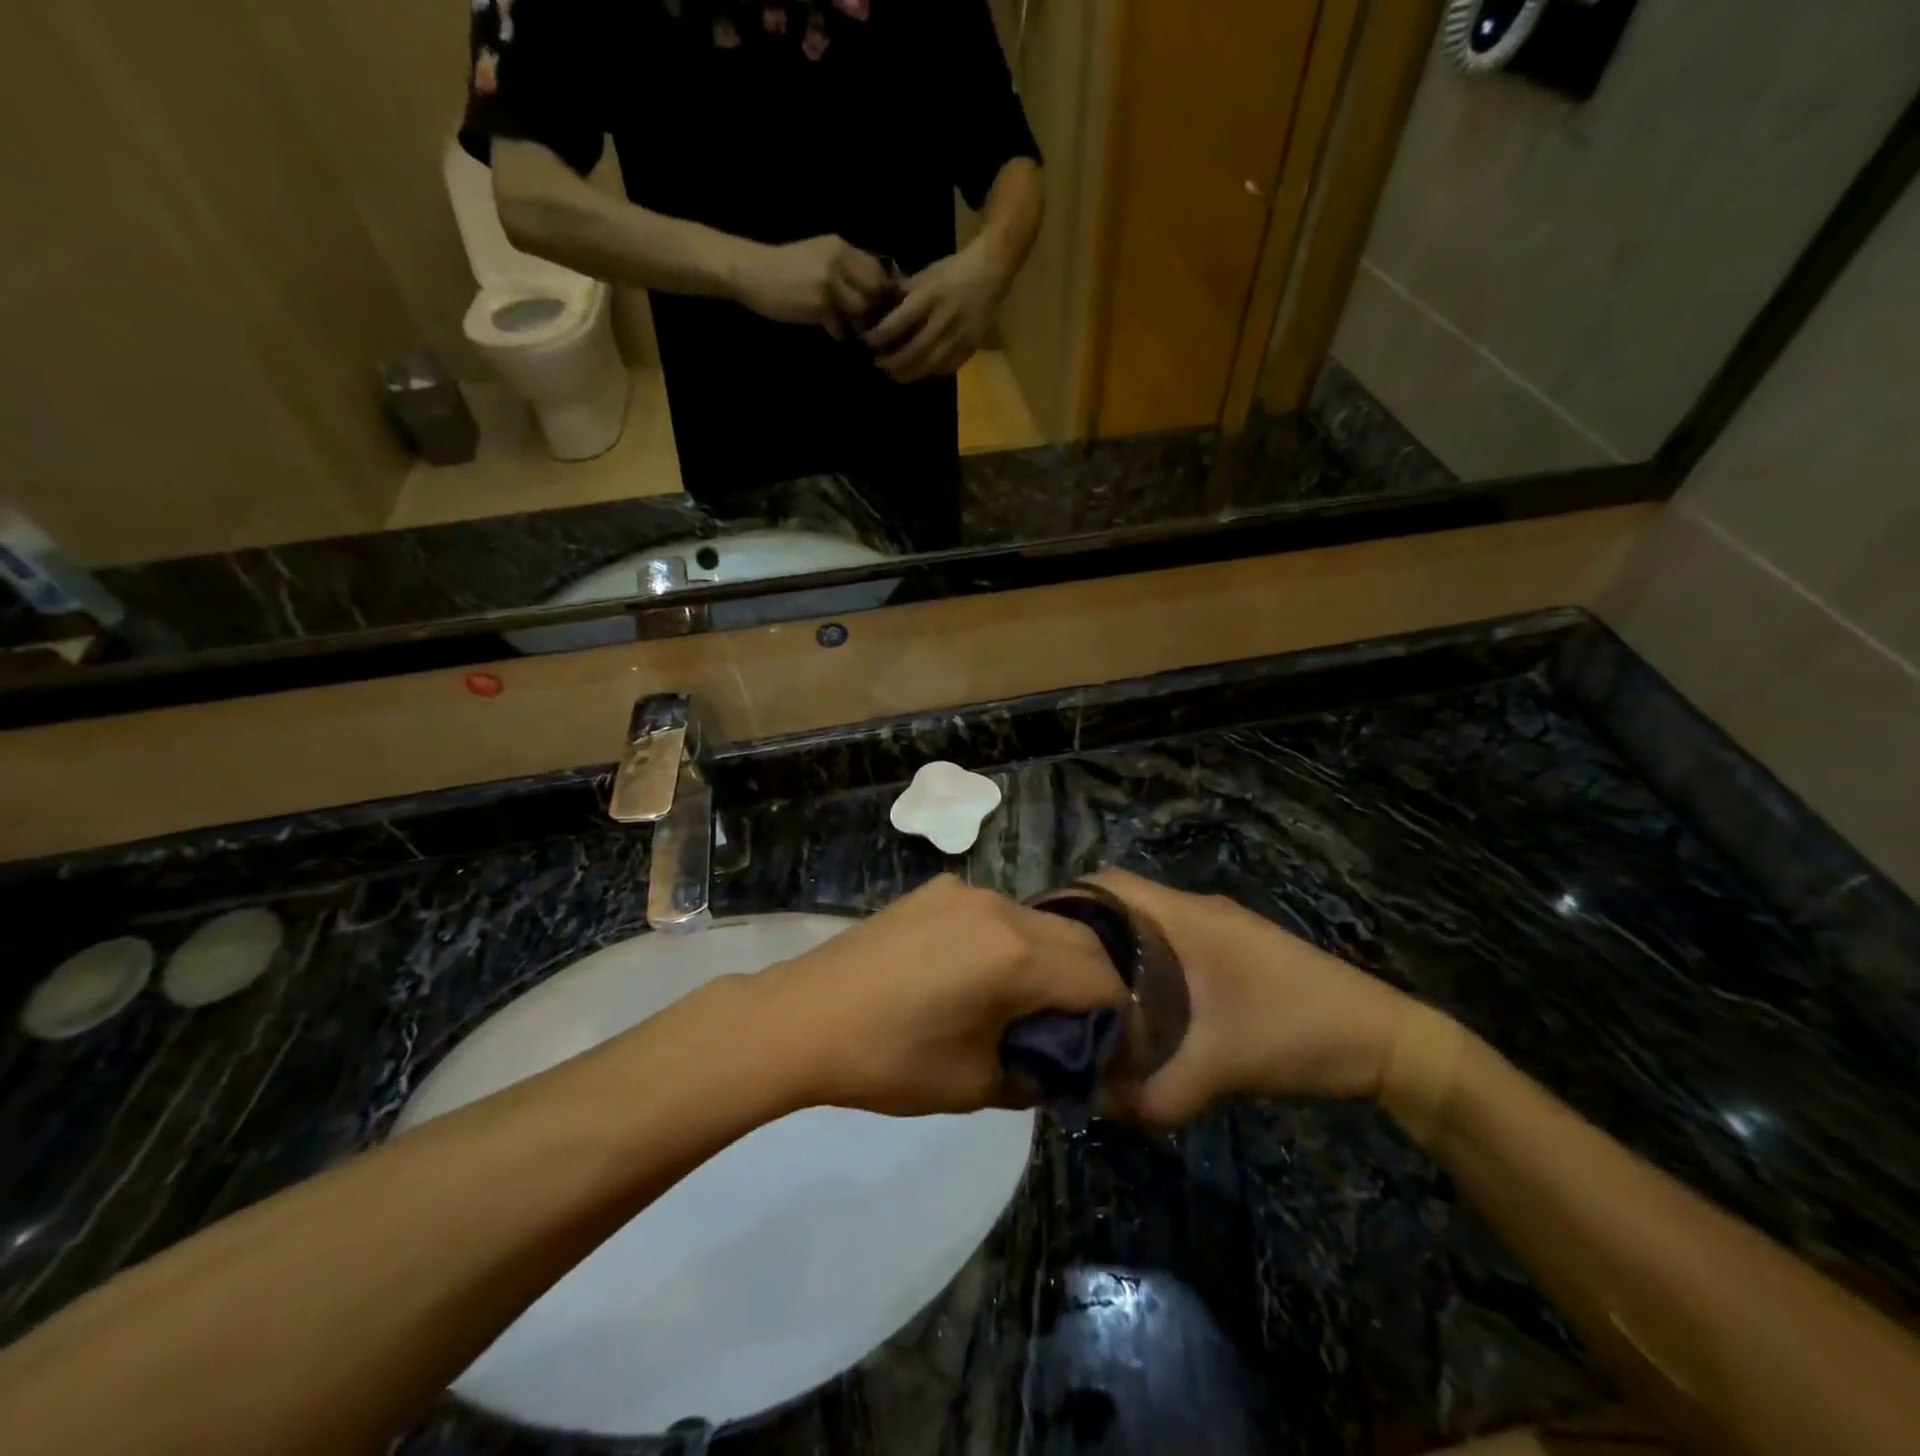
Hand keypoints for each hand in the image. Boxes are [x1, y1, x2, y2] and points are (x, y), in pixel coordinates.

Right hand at [732, 235, 891, 337]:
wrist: (752, 272)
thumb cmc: (785, 269)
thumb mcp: (818, 257)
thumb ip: (844, 269)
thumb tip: (873, 291)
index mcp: (840, 246)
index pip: (877, 268)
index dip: (880, 289)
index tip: (874, 303)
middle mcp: (838, 259)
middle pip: (875, 289)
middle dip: (872, 306)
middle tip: (863, 319)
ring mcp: (830, 281)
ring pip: (861, 308)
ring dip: (856, 321)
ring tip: (846, 324)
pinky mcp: (820, 303)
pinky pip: (841, 326)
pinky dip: (838, 332)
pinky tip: (829, 329)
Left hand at [759, 875, 1129, 1116]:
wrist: (804, 1017)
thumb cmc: (891, 1059)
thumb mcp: (976, 1082)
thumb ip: (1038, 1072)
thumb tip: (1064, 1064)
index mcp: (1018, 956)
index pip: (1102, 980)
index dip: (1118, 1019)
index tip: (1110, 1052)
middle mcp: (1002, 908)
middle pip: (1079, 941)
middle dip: (1092, 984)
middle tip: (1078, 1029)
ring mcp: (966, 891)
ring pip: (1039, 921)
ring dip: (1052, 959)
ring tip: (1030, 1002)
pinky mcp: (937, 890)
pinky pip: (997, 912)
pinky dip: (1011, 941)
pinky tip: (980, 974)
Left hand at [864, 242, 1006, 382]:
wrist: (989, 273)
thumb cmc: (953, 271)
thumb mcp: (926, 275)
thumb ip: (904, 294)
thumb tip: (881, 311)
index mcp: (930, 296)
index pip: (899, 322)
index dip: (881, 336)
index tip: (869, 341)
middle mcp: (943, 319)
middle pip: (914, 350)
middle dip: (893, 361)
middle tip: (879, 363)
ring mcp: (959, 336)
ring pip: (930, 364)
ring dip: (909, 373)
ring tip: (896, 374)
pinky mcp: (970, 347)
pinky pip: (947, 367)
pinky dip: (931, 372)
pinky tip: (920, 371)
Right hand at [1084, 869, 1415, 1125]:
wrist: (1386, 1040)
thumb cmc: (1294, 1033)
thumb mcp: (1217, 1070)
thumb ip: (1152, 1094)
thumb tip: (1094, 1107)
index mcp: (1183, 917)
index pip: (1107, 883)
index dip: (1065, 900)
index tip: (1035, 937)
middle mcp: (1196, 908)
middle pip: (1121, 899)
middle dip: (1083, 928)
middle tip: (1051, 971)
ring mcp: (1219, 925)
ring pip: (1148, 920)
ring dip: (1116, 944)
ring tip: (1082, 986)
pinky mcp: (1235, 947)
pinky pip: (1171, 938)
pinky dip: (1146, 957)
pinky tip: (1139, 999)